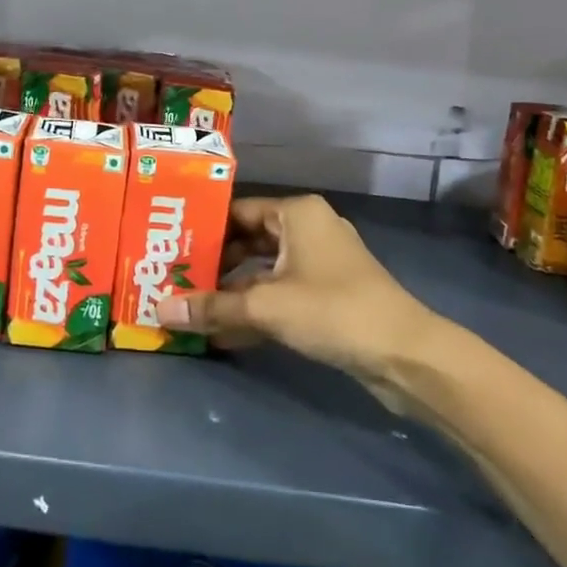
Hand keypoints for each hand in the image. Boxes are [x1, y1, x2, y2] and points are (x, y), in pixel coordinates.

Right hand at [156, 195, 440, 403]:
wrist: (406, 355)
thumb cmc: (333, 310)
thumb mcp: (266, 306)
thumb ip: (212, 307)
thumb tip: (160, 310)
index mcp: (296, 213)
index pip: (236, 211)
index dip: (202, 229)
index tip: (169, 248)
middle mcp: (308, 229)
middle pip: (248, 241)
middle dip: (213, 265)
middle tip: (172, 280)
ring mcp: (320, 264)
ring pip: (263, 272)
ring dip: (231, 293)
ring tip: (190, 308)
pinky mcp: (328, 297)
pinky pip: (280, 295)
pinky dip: (255, 311)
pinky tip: (222, 335)